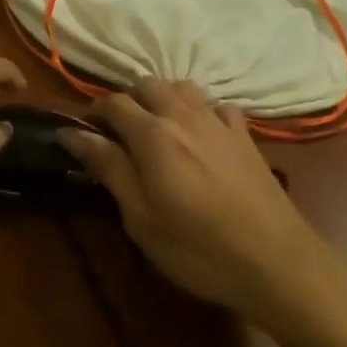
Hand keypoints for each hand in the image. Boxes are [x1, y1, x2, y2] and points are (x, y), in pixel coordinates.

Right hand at [62, 80, 337, 323]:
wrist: (275, 261)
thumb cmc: (197, 247)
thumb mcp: (140, 216)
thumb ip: (108, 166)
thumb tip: (71, 132)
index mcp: (153, 133)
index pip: (113, 104)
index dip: (92, 113)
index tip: (81, 133)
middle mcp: (183, 115)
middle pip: (146, 85)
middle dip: (126, 101)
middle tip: (117, 133)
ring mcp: (218, 121)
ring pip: (182, 87)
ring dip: (162, 98)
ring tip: (156, 127)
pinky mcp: (245, 136)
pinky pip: (217, 106)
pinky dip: (201, 111)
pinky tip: (201, 134)